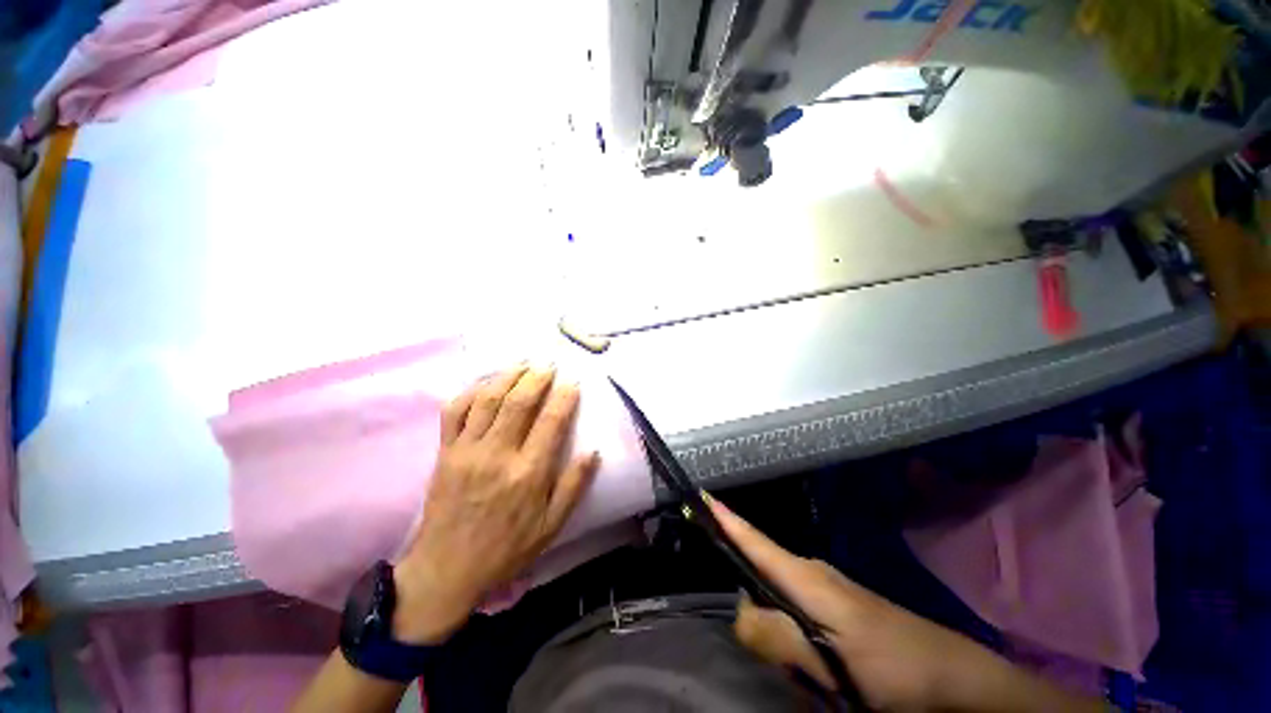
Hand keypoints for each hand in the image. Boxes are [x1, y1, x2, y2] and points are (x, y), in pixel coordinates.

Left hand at [392, 365, 600, 643]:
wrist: (451, 563)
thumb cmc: (506, 551)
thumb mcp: (550, 529)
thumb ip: (572, 488)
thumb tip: (593, 453)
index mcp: (528, 474)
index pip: (551, 422)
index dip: (564, 397)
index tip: (574, 382)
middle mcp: (498, 454)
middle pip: (519, 402)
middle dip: (536, 377)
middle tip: (548, 365)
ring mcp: (467, 449)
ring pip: (487, 399)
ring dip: (506, 376)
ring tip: (521, 364)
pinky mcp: (445, 451)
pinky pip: (454, 411)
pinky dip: (468, 391)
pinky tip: (482, 384)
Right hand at [711, 498, 1101, 712]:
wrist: (948, 677)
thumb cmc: (894, 665)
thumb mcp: (832, 657)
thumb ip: (779, 636)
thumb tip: (736, 610)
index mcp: (816, 584)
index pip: (761, 546)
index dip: (729, 523)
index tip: (697, 495)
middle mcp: (823, 584)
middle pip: (764, 580)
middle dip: (748, 608)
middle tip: (766, 653)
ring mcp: (837, 603)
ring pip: (783, 608)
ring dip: (774, 635)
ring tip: (800, 671)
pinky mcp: (846, 622)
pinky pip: (801, 624)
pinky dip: (792, 642)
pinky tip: (808, 669)